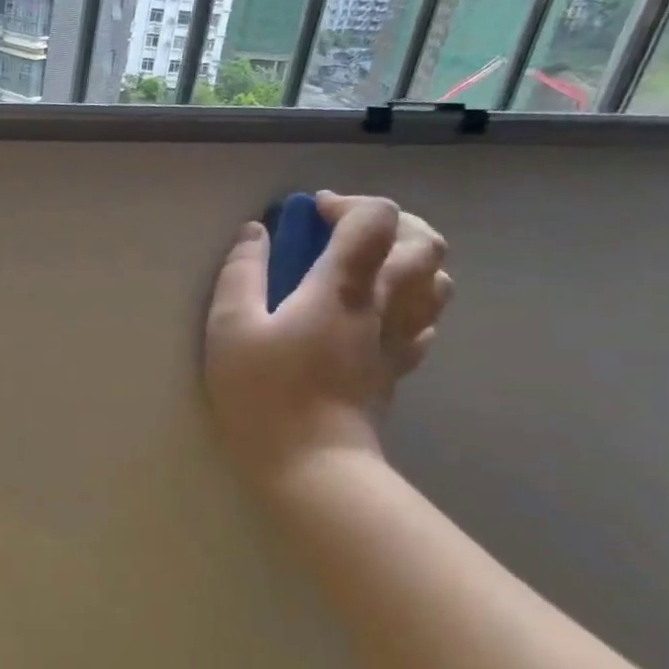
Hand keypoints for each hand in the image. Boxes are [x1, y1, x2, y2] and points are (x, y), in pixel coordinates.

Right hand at [204, 193, 451, 486]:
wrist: (313, 465)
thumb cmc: (265, 394)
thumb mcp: (230, 328)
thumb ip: (241, 273)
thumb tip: (255, 232)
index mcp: (343, 287)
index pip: (375, 219)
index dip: (348, 203)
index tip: (313, 215)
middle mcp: (384, 304)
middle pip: (425, 242)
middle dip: (392, 222)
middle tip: (348, 232)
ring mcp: (399, 338)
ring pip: (438, 281)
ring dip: (410, 259)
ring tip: (369, 266)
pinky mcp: (400, 368)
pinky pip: (427, 321)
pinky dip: (412, 302)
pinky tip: (379, 311)